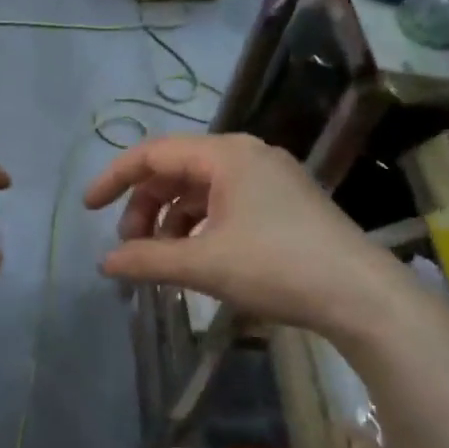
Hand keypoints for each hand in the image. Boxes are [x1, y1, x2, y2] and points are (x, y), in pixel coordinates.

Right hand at [83, 132, 405, 335]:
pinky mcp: (282, 204)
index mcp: (226, 155)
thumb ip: (146, 260)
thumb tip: (105, 263)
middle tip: (131, 249)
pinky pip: (224, 205)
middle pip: (175, 171)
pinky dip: (199, 228)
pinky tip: (195, 259)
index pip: (153, 153)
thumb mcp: (203, 264)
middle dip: (144, 207)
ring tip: (161, 260)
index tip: (89, 209)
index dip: (115, 178)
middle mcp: (247, 156)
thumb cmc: (276, 267)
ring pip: (199, 191)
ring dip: (170, 221)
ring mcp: (268, 179)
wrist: (359, 294)